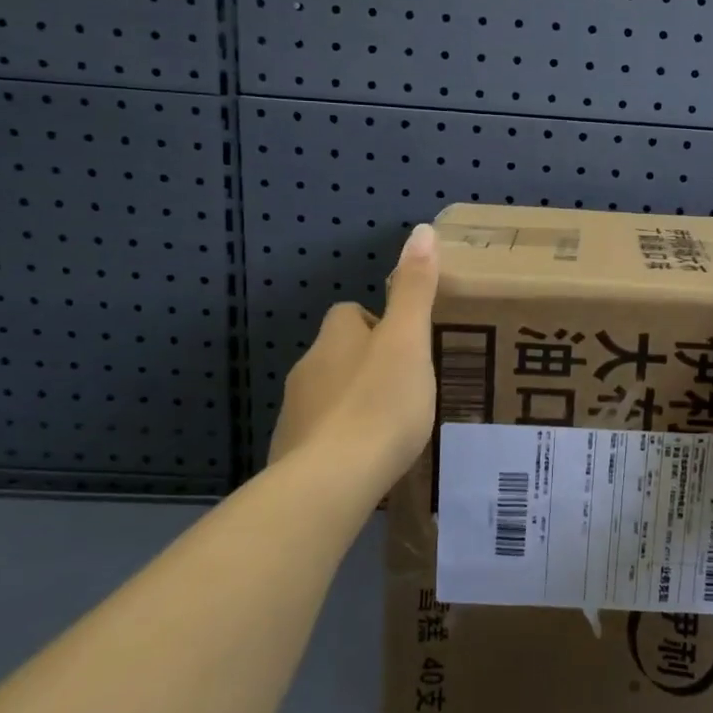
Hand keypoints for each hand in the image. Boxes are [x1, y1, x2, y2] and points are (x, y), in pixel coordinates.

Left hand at [267, 223, 439, 501]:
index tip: (407, 345)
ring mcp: (295, 415)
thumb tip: (421, 230)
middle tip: (408, 384)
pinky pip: (322, 435)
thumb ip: (415, 289)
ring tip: (393, 424)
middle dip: (368, 363)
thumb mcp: (410, 341)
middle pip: (339, 354)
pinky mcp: (291, 456)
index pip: (350, 314)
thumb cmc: (380, 403)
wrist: (330, 482)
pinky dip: (343, 439)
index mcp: (335, 339)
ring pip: (330, 394)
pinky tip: (368, 458)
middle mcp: (308, 369)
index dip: (378, 323)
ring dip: (356, 400)